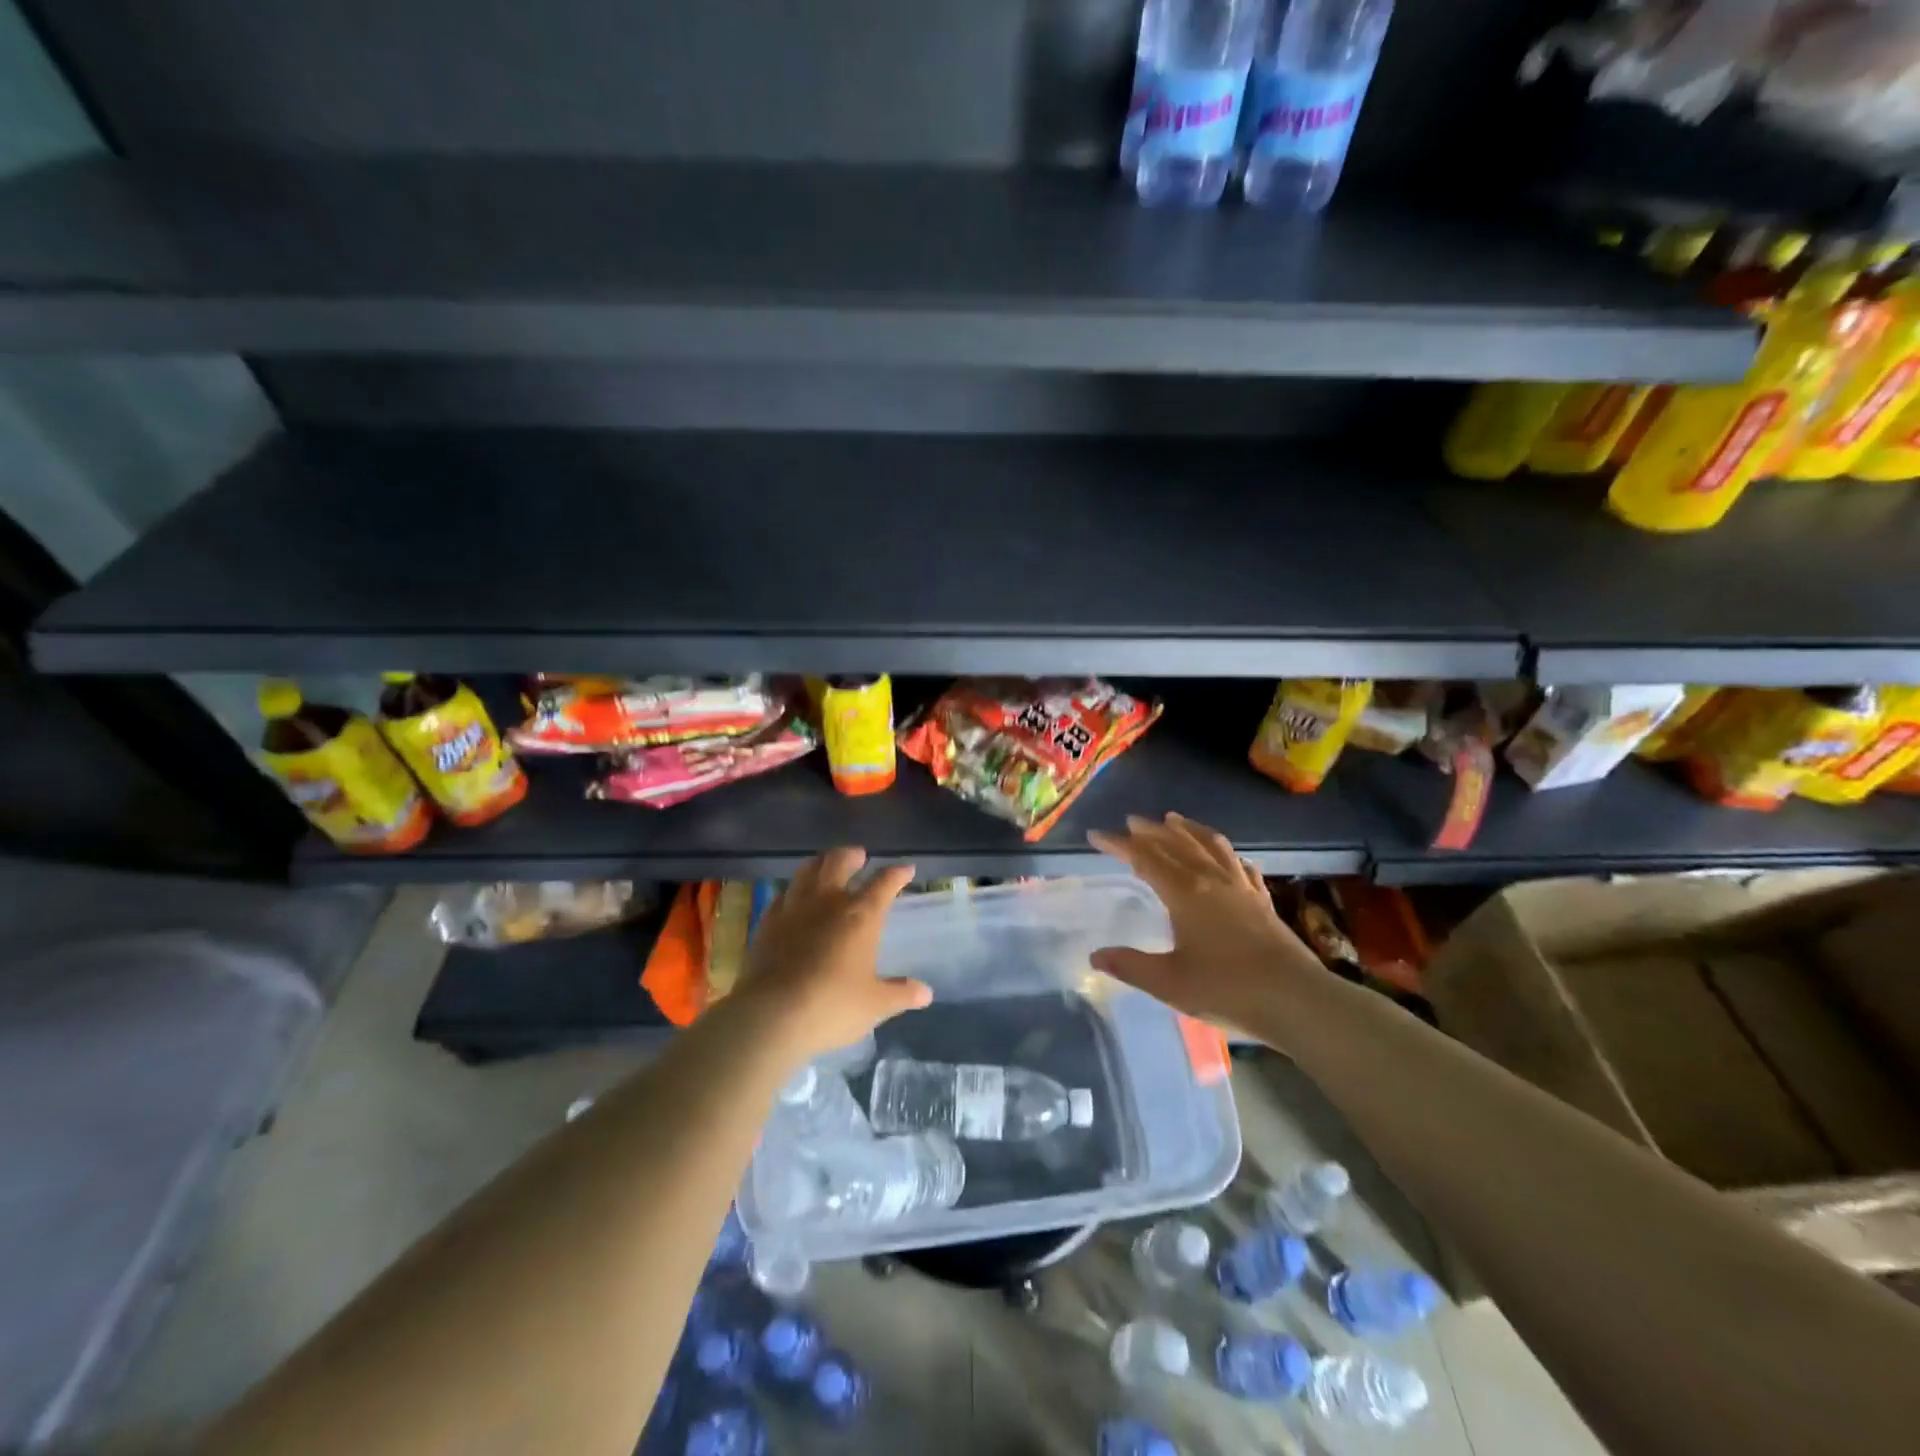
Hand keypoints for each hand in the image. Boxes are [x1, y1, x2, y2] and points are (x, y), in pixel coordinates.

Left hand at [735, 848, 931, 1063]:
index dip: (897, 874)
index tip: (906, 869)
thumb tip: (926, 993)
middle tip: (859, 856)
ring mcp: (793, 909)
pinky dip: (794, 890)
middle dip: (852, 855)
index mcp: (860, 915)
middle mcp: (827, 902)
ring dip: (820, 863)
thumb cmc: (832, 1006)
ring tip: (826, 866)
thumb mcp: (875, 1005)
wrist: (771, 1017)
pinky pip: (783, 895)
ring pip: (807, 870)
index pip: (884, 883)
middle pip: (839, 862)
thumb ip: (901, 994)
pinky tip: (794, 898)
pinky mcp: (767, 923)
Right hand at [1087, 813, 1323, 1035]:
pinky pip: (1240, 865)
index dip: (1118, 845)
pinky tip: (1227, 856)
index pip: (1145, 858)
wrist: (1296, 1000)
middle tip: (1131, 821)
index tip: (1096, 835)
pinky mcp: (1263, 900)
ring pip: (1211, 846)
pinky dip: (1226, 853)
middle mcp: (1212, 879)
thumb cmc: (1227, 989)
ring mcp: (1241, 887)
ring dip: (1189, 830)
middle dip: (1151, 831)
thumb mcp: (1169, 983)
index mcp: (1185, 892)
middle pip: (1177, 844)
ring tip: (1175, 819)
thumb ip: (1130, 966)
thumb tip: (1095, 956)